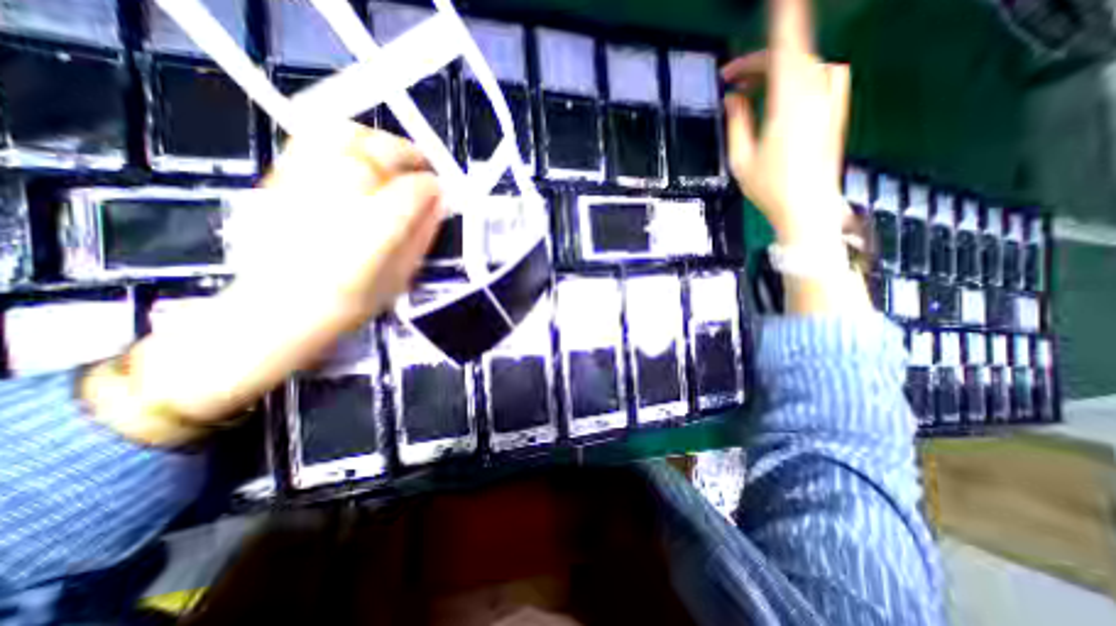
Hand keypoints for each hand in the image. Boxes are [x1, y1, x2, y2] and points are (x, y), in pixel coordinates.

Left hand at [80, 124, 443, 443]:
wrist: (263, 325)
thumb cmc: (337, 318)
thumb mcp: (391, 288)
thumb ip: (415, 242)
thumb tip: (436, 204)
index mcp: (361, 248)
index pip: (405, 193)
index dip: (431, 187)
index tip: (448, 193)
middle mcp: (324, 212)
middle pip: (371, 156)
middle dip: (408, 159)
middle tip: (430, 174)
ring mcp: (294, 193)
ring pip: (339, 141)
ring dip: (379, 146)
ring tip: (402, 165)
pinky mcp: (275, 186)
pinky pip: (315, 147)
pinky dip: (346, 144)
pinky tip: (365, 165)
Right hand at [720, 0, 852, 246]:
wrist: (808, 209)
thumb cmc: (771, 189)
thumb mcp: (741, 159)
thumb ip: (736, 122)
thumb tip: (733, 97)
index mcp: (789, 104)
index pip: (786, 49)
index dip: (782, 19)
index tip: (776, 2)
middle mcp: (815, 95)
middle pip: (793, 56)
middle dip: (760, 61)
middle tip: (732, 79)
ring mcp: (829, 103)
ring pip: (807, 66)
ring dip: (779, 70)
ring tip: (754, 88)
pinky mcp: (834, 112)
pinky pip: (819, 78)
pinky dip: (797, 78)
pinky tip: (780, 95)